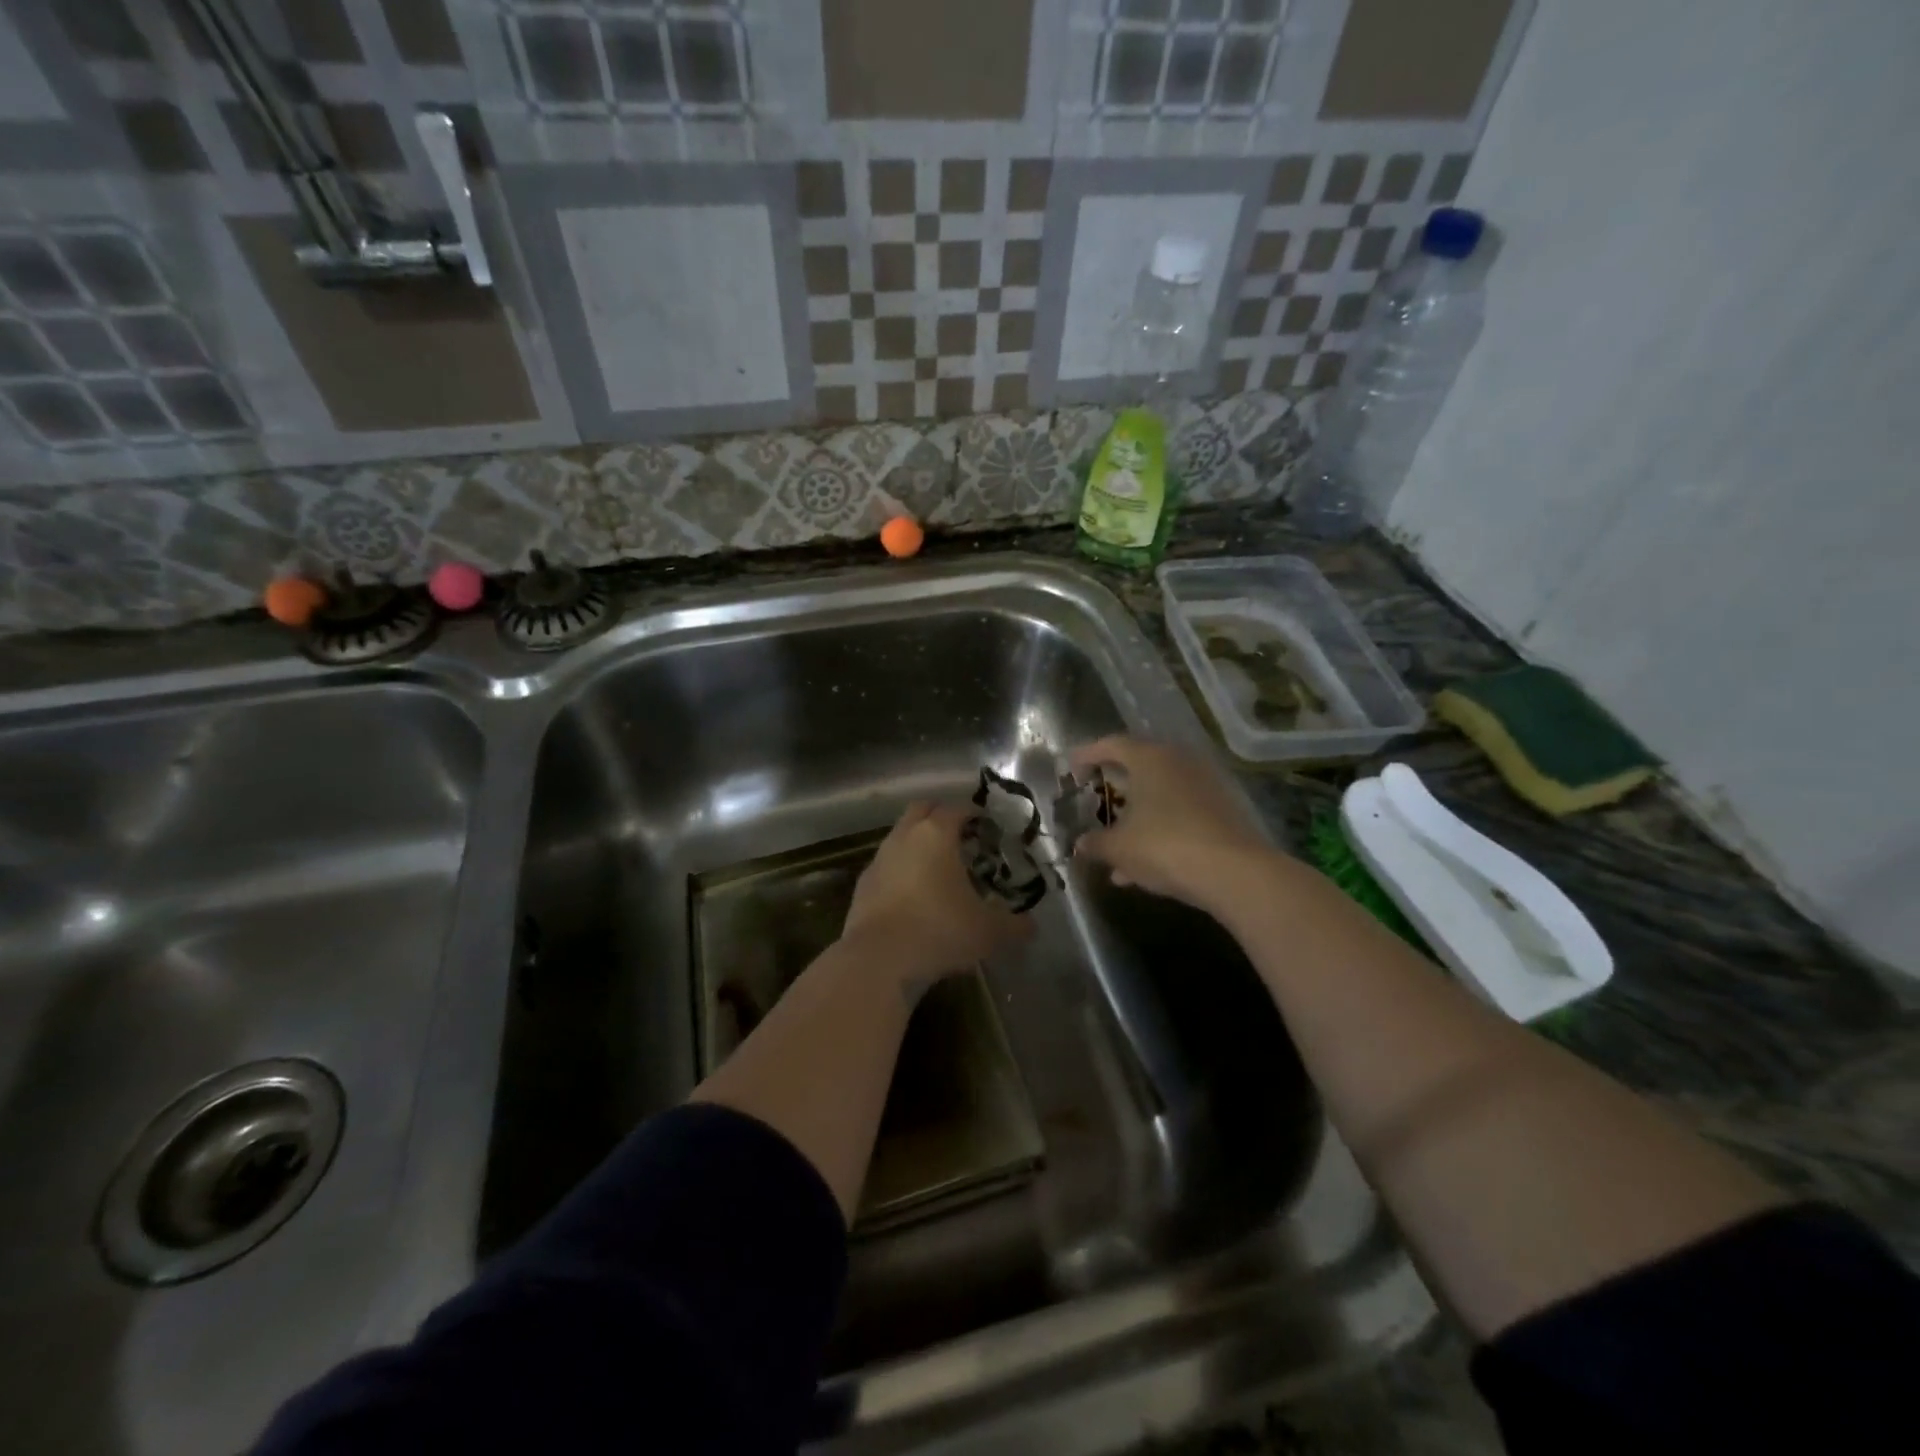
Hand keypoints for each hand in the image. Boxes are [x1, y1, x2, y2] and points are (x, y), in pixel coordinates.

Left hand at [842, 802, 1031, 990]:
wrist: (879, 961)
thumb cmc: (940, 931)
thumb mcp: (988, 932)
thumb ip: (1014, 925)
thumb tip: (1031, 926)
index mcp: (936, 834)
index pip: (956, 808)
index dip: (973, 813)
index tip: (988, 827)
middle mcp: (904, 837)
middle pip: (922, 810)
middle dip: (941, 817)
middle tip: (963, 838)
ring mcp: (879, 860)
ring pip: (901, 837)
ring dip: (918, 844)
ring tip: (939, 870)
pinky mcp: (862, 886)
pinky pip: (886, 866)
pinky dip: (901, 872)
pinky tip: (914, 897)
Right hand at [1069, 736, 1272, 908]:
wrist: (1234, 872)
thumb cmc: (1165, 846)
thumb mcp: (1119, 848)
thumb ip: (1095, 843)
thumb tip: (1080, 843)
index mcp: (1149, 758)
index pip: (1111, 745)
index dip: (1087, 755)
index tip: (1071, 769)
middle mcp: (1179, 762)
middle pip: (1138, 767)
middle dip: (1114, 789)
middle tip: (1094, 802)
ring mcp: (1204, 785)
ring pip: (1159, 796)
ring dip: (1135, 819)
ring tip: (1114, 851)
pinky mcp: (1222, 810)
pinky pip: (1179, 814)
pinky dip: (1158, 831)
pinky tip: (1142, 868)